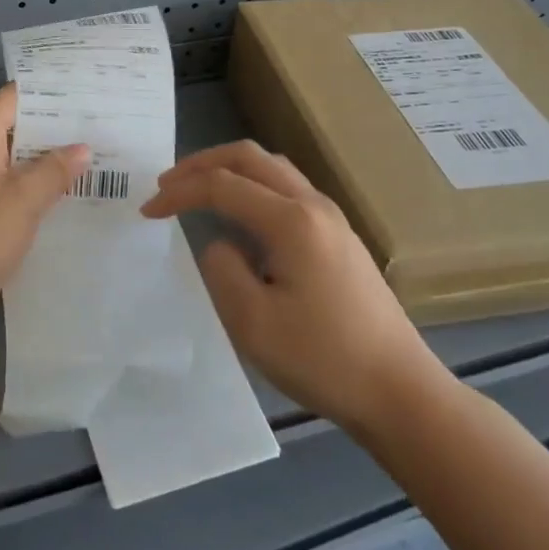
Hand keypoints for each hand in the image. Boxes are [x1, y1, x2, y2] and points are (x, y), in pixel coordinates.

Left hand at [0, 84, 88, 358]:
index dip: (46, 93)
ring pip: (12, 165)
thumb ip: (54, 170)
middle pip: (13, 130)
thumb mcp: (23, 199)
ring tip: (92, 161)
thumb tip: (81, 148)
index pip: (11, 99)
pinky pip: (6, 194)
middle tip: (98, 128)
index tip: (84, 91)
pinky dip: (32, 193)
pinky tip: (64, 202)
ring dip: (45, 165)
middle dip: (53, 131)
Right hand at [141, 140, 443, 435]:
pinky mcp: (340, 236)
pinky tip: (241, 214)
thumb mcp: (252, 322)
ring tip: (198, 189)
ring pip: (271, 168)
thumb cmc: (323, 359)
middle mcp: (313, 205)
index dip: (179, 193)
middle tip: (167, 183)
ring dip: (229, 169)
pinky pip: (287, 188)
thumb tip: (221, 243)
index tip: (147, 212)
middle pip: (249, 157)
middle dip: (201, 163)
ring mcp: (332, 218)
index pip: (221, 185)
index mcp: (290, 221)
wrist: (401, 393)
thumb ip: (222, 269)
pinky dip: (252, 185)